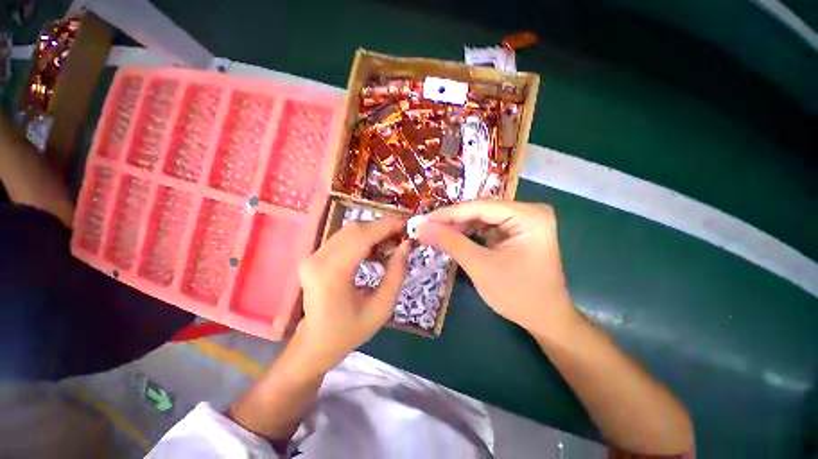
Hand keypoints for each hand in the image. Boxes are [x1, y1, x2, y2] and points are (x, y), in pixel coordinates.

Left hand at [294, 217, 410, 374]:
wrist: (315, 344)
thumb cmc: (350, 331)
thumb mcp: (381, 308)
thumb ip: (396, 274)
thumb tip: (406, 245)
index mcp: (332, 274)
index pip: (362, 237)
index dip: (387, 226)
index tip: (407, 224)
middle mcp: (317, 259)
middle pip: (355, 229)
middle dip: (382, 228)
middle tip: (402, 237)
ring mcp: (312, 256)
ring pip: (349, 231)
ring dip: (374, 233)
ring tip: (391, 245)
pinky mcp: (314, 256)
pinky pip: (343, 239)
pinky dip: (363, 239)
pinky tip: (375, 252)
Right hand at [418, 201, 576, 337]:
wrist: (545, 319)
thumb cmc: (517, 294)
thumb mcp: (480, 266)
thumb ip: (450, 242)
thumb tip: (422, 227)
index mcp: (529, 216)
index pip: (481, 207)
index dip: (450, 213)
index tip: (425, 219)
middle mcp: (530, 212)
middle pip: (482, 210)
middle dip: (454, 221)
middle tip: (428, 228)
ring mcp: (525, 221)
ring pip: (483, 217)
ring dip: (460, 226)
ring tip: (438, 234)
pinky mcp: (519, 232)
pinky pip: (489, 226)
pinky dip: (470, 233)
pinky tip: (455, 238)